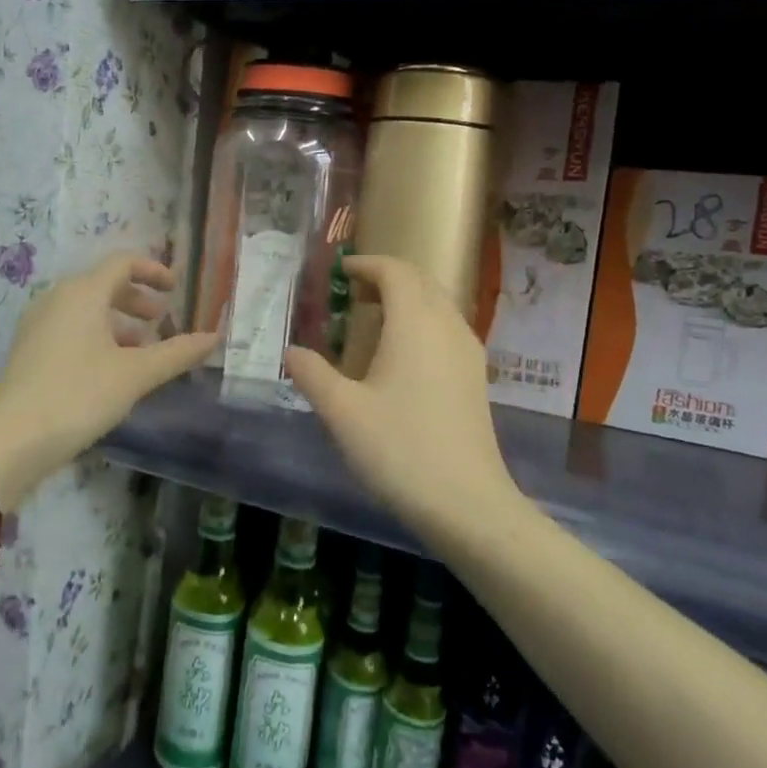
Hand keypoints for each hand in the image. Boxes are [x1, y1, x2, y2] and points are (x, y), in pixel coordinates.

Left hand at [0, 253, 216, 504]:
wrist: (13, 440)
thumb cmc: (79, 396)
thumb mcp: (135, 374)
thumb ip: (177, 353)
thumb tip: (215, 337)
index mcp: (82, 293)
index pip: (122, 263)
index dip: (153, 270)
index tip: (176, 289)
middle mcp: (57, 299)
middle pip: (103, 284)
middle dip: (137, 299)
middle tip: (162, 320)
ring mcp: (39, 325)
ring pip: (87, 310)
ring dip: (119, 322)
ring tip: (143, 350)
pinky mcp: (30, 350)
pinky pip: (71, 329)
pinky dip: (98, 337)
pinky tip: (112, 369)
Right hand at [285, 255, 517, 528]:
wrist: (466, 503)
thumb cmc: (399, 449)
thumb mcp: (341, 411)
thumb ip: (311, 373)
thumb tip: (291, 351)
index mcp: (416, 323)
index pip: (395, 271)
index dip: (366, 264)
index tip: (339, 271)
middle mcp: (448, 327)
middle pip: (421, 281)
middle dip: (387, 277)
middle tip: (352, 292)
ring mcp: (468, 353)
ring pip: (438, 305)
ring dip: (406, 299)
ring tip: (371, 320)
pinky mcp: (476, 378)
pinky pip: (447, 329)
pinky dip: (421, 322)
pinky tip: (400, 356)